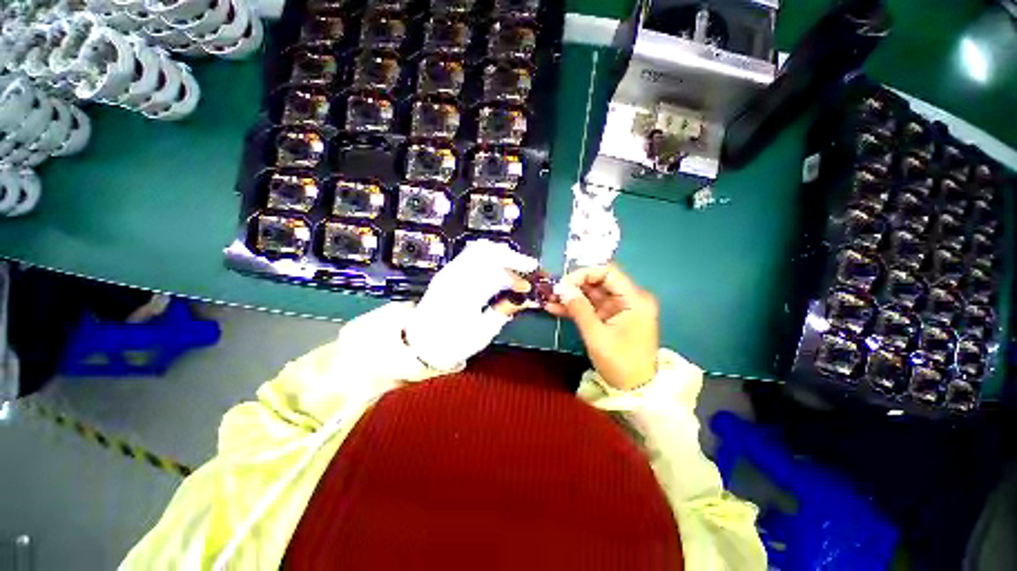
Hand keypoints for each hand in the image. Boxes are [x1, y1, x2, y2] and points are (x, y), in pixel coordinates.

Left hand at [404, 240, 537, 370]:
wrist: (420, 342)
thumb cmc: (452, 342)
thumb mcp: (482, 334)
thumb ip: (503, 312)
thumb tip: (523, 298)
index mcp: (463, 294)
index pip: (495, 274)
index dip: (516, 277)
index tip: (529, 286)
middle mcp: (455, 276)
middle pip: (487, 252)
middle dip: (512, 256)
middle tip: (528, 266)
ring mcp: (450, 270)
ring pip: (479, 248)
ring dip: (501, 253)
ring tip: (516, 264)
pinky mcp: (448, 271)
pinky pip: (472, 253)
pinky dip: (490, 255)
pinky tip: (499, 265)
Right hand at [546, 265, 658, 390]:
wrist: (634, 390)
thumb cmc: (620, 362)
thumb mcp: (596, 335)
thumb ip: (579, 308)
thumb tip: (562, 288)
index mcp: (634, 299)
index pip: (609, 272)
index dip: (584, 273)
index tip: (564, 282)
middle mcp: (629, 299)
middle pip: (599, 282)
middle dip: (575, 285)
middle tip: (553, 291)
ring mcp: (620, 309)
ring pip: (592, 294)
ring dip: (572, 296)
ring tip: (549, 298)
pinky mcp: (611, 318)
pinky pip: (592, 307)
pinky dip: (576, 307)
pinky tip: (555, 308)